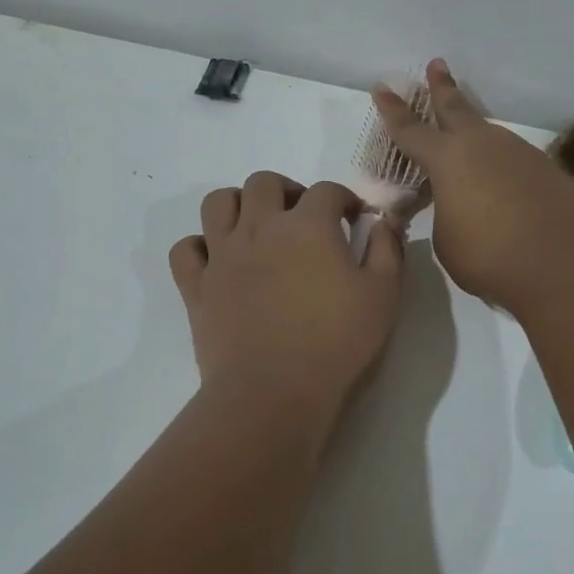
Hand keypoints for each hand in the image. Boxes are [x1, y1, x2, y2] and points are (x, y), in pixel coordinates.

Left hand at [169, 172, 404, 412]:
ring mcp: (222, 255)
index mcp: (307, 226)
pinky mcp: (196, 286)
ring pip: (218, 203)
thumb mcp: (382, 296)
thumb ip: (388, 250)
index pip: (326, 191)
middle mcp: (259, 228)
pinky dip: (200, 246)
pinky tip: (218, 260)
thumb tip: (384, 222)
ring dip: (239, 204)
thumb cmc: (335, 343)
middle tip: (302, 217)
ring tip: (257, 227)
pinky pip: (185, 249)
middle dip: (287, 190)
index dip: (344, 199)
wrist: (273, 391)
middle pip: (263, 182)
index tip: (353, 219)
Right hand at [371, 60, 573, 311]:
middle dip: (442, 87)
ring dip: (474, 134)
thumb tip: (457, 207)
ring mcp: (519, 153)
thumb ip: (445, 215)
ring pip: (489, 135)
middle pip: (456, 108)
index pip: (410, 130)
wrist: (562, 261)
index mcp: (447, 159)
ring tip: (465, 141)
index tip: (382, 87)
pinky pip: (513, 161)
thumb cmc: (488, 254)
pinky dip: (500, 167)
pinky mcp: (547, 170)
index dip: (393, 111)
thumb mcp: (446, 240)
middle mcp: (483, 145)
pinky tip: (501, 186)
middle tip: (436, 65)